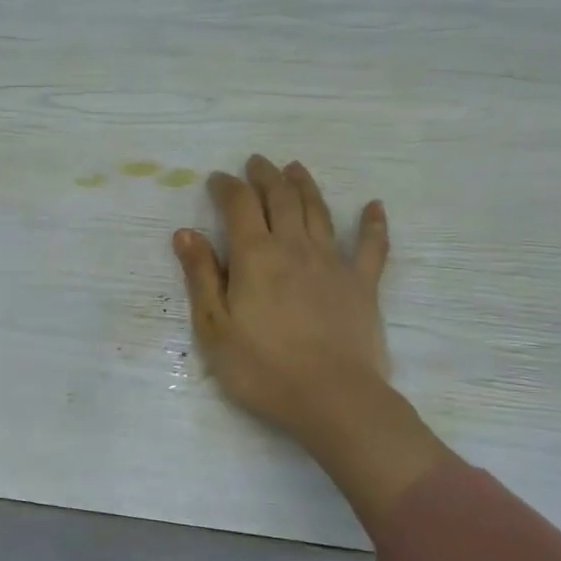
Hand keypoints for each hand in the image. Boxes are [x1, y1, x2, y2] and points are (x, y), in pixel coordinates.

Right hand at [173, 155, 390, 443]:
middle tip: (257, 162)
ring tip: (295, 169)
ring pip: (319, 211)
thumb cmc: (262, 368)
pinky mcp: (363, 284)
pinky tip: (375, 206)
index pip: (239, 205)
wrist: (332, 397)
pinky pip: (371, 246)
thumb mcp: (214, 327)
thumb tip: (186, 232)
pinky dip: (373, 223)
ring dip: (305, 186)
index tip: (218, 179)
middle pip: (281, 198)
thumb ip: (201, 276)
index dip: (227, 186)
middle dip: (266, 176)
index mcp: (255, 255)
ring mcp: (333, 262)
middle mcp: (295, 246)